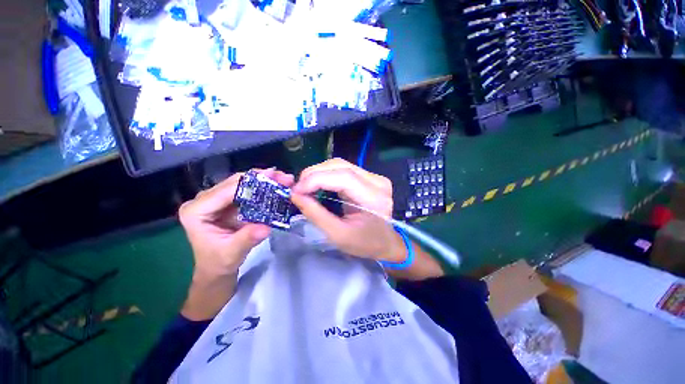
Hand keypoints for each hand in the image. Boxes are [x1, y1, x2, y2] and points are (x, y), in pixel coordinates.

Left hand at [179, 168, 294, 279]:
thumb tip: (266, 227)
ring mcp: (217, 200)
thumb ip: (246, 239)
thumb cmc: (219, 263)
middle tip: (283, 177)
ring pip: (242, 183)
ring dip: (264, 180)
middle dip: (261, 178)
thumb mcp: (232, 253)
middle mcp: (204, 200)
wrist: (217, 268)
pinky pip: (247, 190)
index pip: (225, 191)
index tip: (272, 176)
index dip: (250, 183)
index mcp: (196, 211)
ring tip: (283, 179)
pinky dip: (263, 188)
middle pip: (235, 182)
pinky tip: (276, 185)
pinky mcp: (228, 202)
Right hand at [290, 158, 406, 262]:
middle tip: (298, 188)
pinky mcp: (370, 177)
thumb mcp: (337, 235)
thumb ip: (316, 214)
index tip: (296, 190)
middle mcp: (377, 182)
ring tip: (306, 186)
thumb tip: (295, 195)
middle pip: (341, 166)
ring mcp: (375, 177)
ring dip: (319, 172)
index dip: (316, 179)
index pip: (343, 177)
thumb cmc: (364, 243)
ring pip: (341, 165)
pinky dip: (327, 174)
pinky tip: (318, 184)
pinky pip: (344, 169)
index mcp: (374, 198)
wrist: (386, 242)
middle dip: (314, 173)